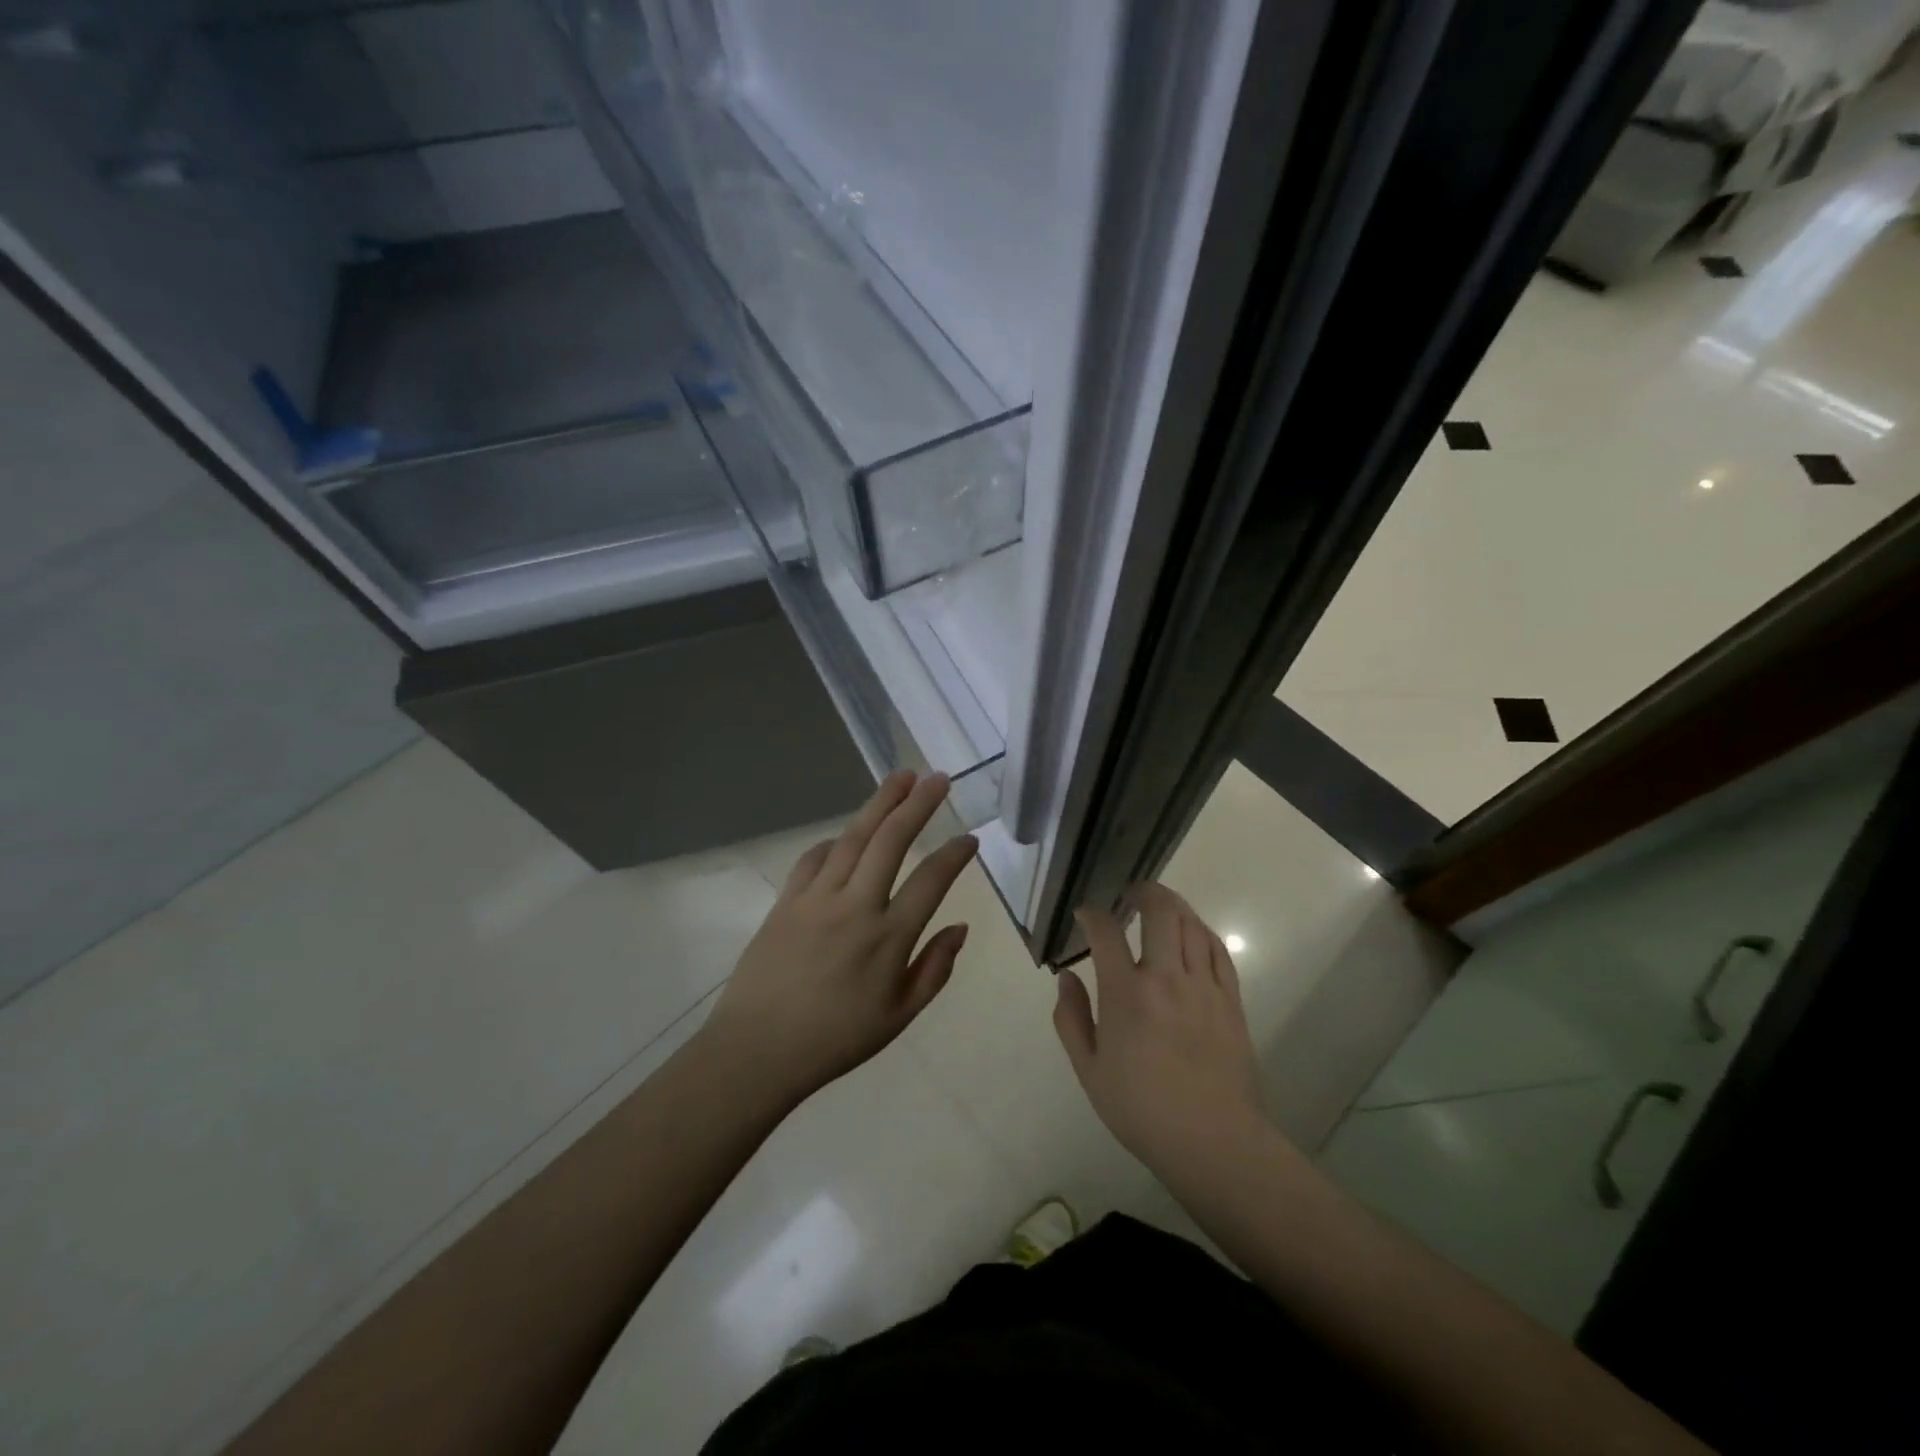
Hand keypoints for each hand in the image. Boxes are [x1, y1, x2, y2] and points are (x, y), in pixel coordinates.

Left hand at [703, 770, 977, 1107]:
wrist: (758, 1050)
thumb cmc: (836, 1040)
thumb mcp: (899, 1017)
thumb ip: (935, 969)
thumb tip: (960, 927)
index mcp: (889, 938)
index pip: (931, 880)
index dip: (955, 855)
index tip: (970, 838)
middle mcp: (856, 906)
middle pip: (892, 841)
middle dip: (918, 804)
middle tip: (938, 778)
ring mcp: (817, 898)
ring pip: (854, 837)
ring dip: (879, 803)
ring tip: (900, 777)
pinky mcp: (786, 900)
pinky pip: (814, 858)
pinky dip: (834, 841)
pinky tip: (846, 834)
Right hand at [1053, 883, 1268, 1185]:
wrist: (1213, 1141)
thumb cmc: (1141, 1109)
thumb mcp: (1089, 1070)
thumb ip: (1071, 1018)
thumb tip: (1067, 977)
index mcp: (1126, 995)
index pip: (1106, 933)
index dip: (1093, 915)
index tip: (1086, 915)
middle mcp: (1166, 979)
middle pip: (1160, 912)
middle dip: (1144, 892)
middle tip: (1131, 895)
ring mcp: (1204, 986)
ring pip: (1191, 925)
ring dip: (1173, 907)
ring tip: (1160, 908)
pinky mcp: (1231, 999)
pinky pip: (1218, 950)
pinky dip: (1202, 932)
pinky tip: (1192, 934)